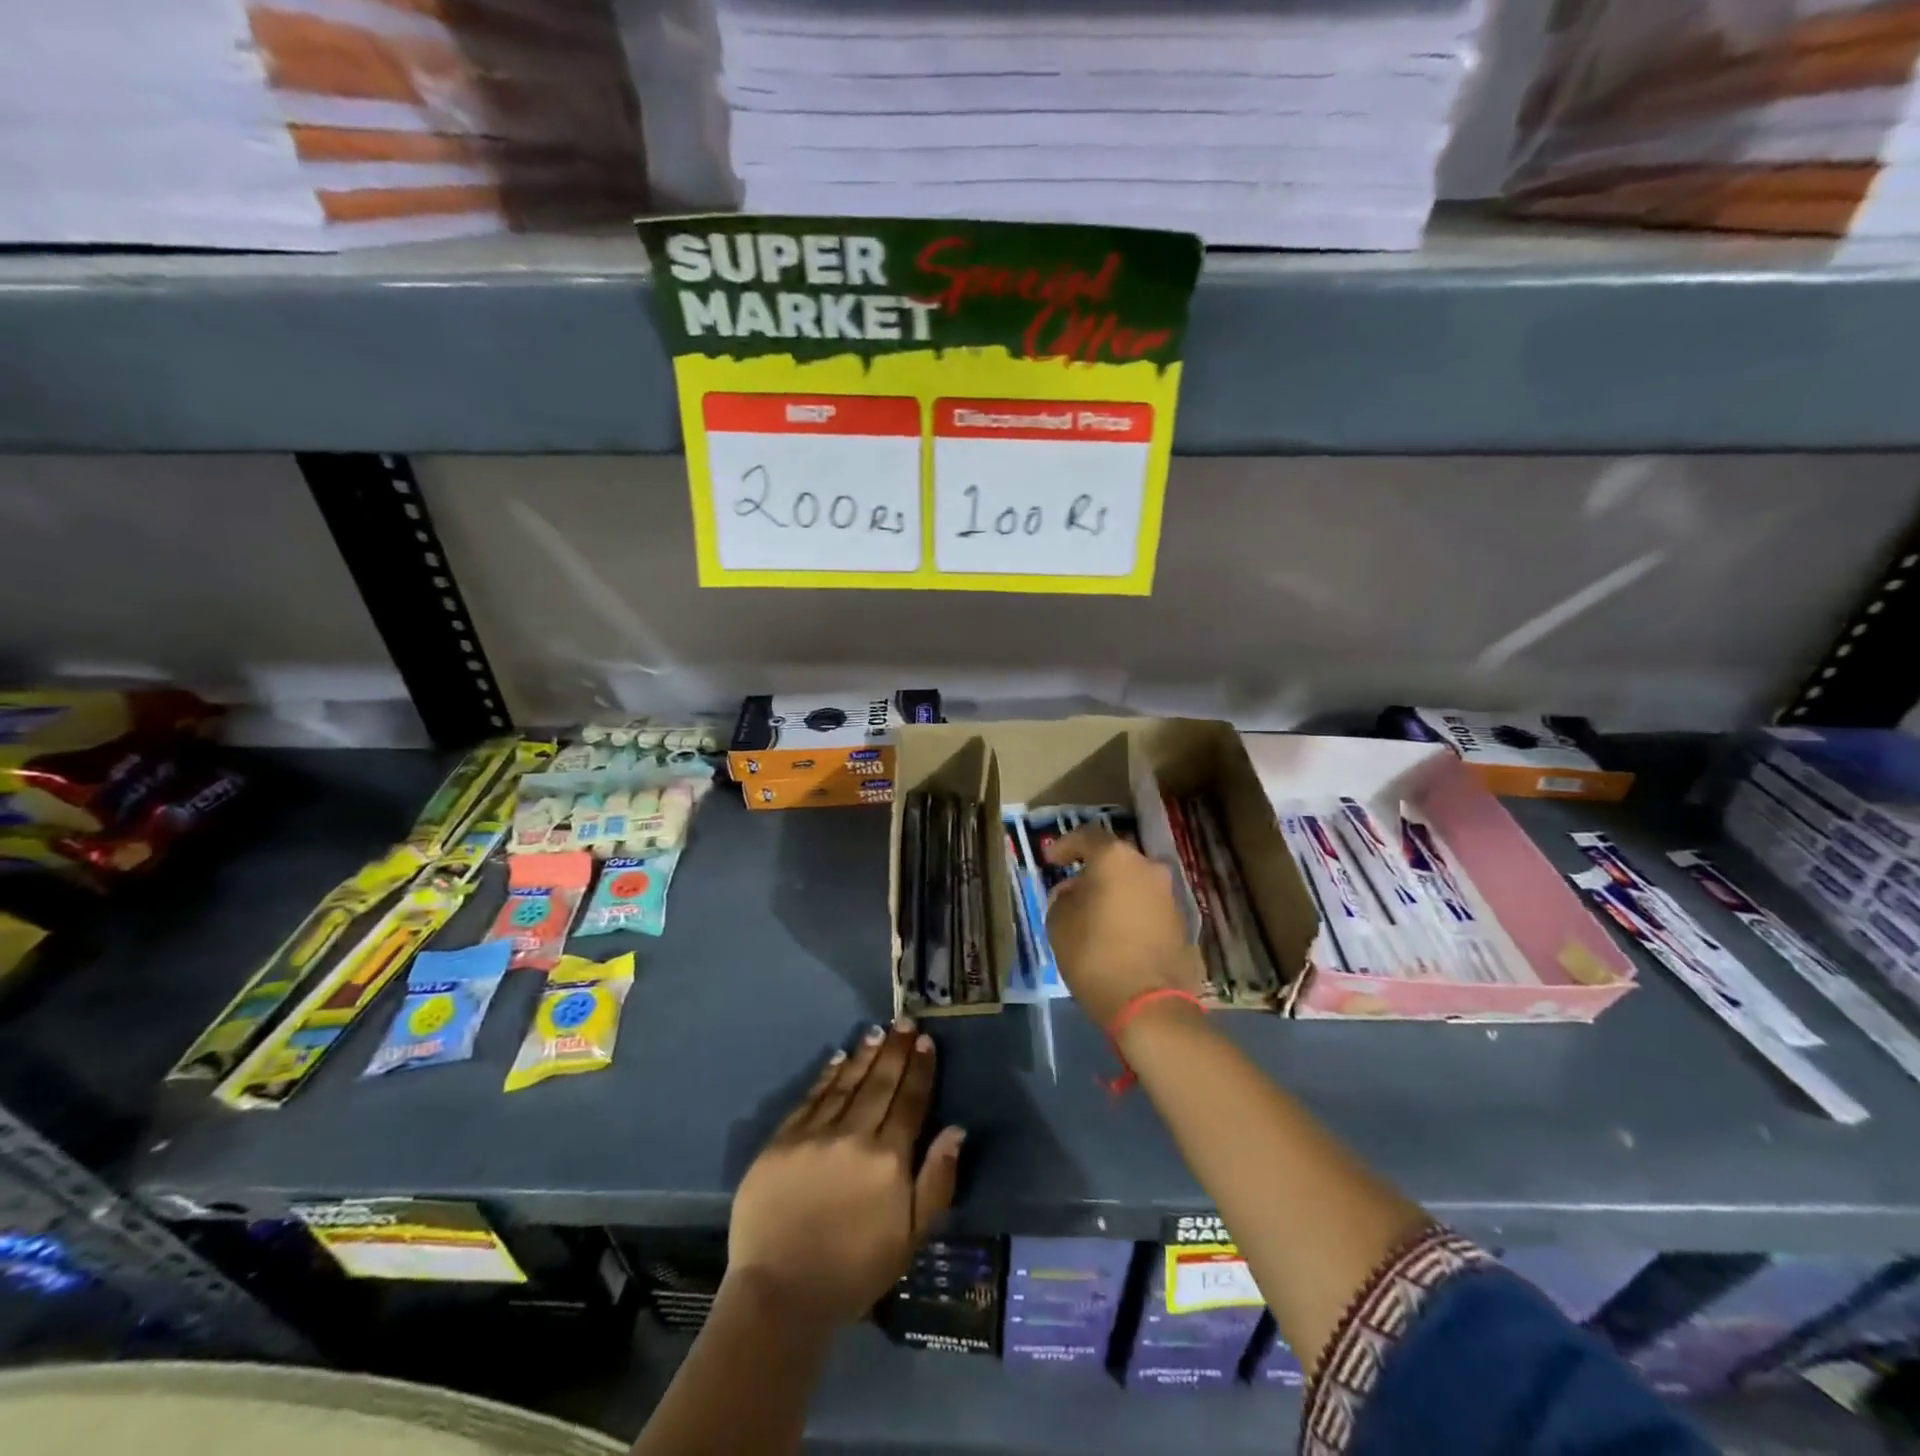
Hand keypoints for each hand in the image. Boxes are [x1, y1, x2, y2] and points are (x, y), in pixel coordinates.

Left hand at [728, 1019, 965, 1325]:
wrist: (780, 1294)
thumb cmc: (854, 1271)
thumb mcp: (910, 1238)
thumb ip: (936, 1180)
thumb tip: (956, 1130)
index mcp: (888, 1159)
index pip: (909, 1101)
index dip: (919, 1069)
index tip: (925, 1041)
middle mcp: (854, 1135)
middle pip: (879, 1083)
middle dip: (895, 1050)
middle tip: (904, 1020)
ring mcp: (815, 1134)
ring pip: (846, 1083)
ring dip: (864, 1055)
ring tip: (876, 1031)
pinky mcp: (782, 1141)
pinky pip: (811, 1097)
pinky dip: (827, 1075)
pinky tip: (838, 1058)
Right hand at [1044, 827, 1204, 1028]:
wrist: (1150, 1004)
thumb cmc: (1095, 955)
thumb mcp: (1059, 923)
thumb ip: (1063, 898)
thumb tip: (1074, 892)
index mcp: (1115, 859)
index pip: (1087, 837)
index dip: (1065, 846)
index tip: (1051, 860)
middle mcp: (1147, 867)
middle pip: (1115, 859)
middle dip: (1093, 871)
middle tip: (1073, 888)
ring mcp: (1169, 894)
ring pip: (1134, 882)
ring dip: (1115, 892)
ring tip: (1094, 914)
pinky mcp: (1182, 922)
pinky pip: (1148, 906)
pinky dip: (1131, 912)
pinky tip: (1117, 932)